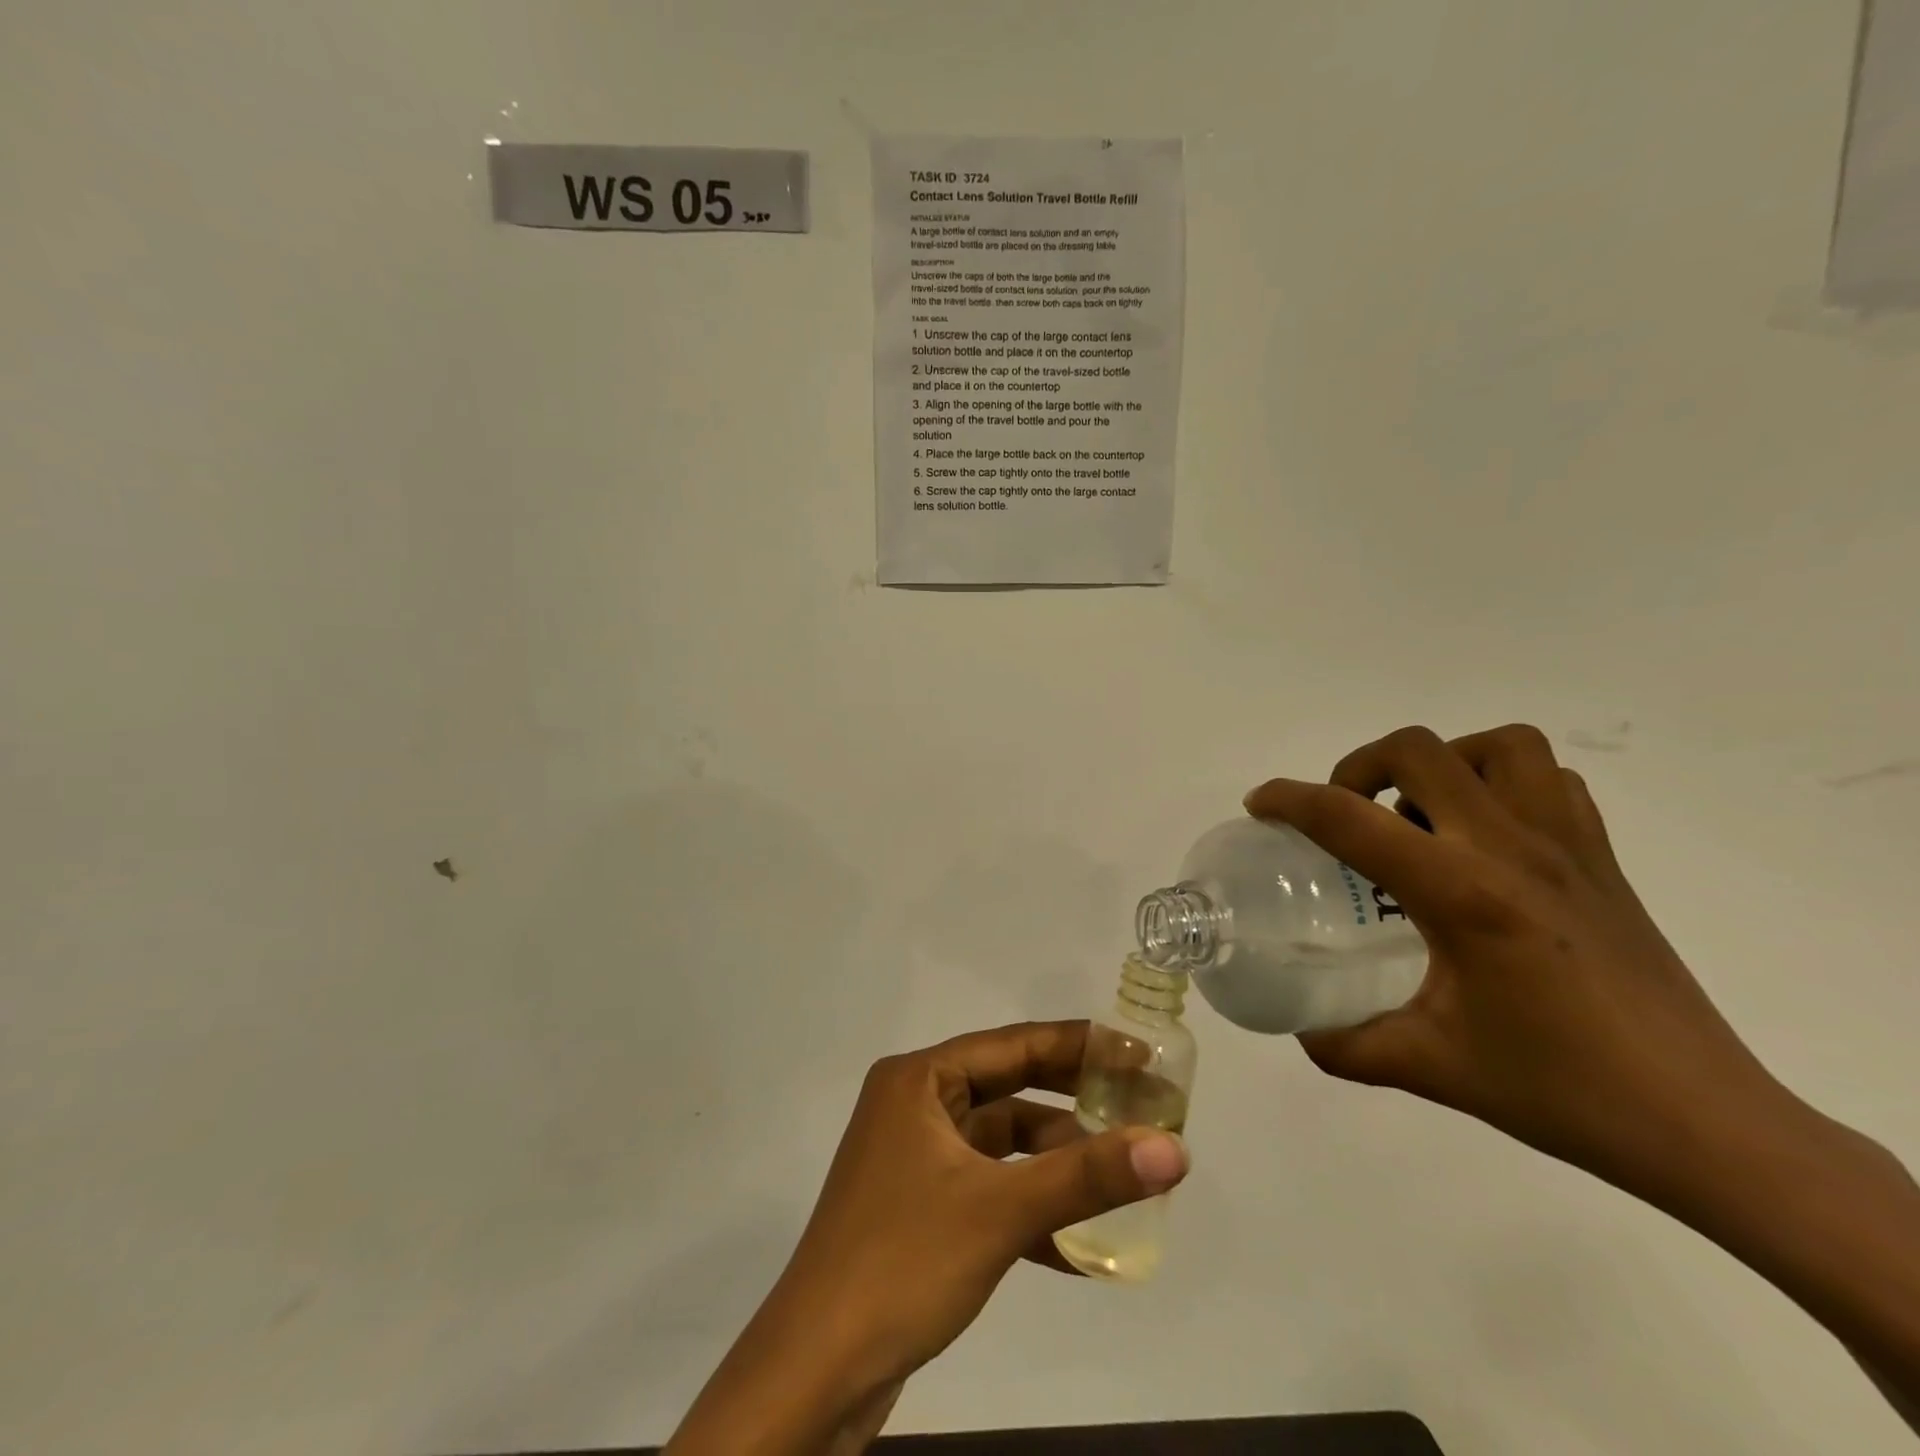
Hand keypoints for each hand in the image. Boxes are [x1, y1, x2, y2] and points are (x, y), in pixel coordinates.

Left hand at [667, 1021, 1186, 1455]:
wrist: (816, 1371)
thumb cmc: (904, 1261)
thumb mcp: (1001, 1211)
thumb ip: (1088, 1177)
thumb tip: (1174, 1149)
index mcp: (920, 1080)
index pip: (1012, 1045)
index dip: (1077, 1046)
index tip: (1136, 1051)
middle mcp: (915, 1105)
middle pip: (1009, 1089)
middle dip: (1072, 1102)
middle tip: (1140, 1104)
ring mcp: (915, 1157)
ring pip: (1001, 1144)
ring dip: (1055, 1164)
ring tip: (1119, 1176)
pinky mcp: (920, 1206)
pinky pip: (987, 1188)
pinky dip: (1028, 1208)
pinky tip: (1077, 1250)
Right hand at [1243, 723, 1782, 1197]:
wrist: (1705, 1125)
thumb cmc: (1561, 1090)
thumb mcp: (1430, 1067)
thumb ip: (1346, 1043)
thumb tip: (1300, 1028)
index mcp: (1461, 893)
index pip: (1349, 819)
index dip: (1288, 800)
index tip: (1258, 804)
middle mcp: (1513, 849)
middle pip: (1419, 750)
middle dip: (1360, 766)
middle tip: (1345, 814)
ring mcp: (1568, 848)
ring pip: (1500, 747)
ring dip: (1443, 762)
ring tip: (1418, 814)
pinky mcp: (1603, 862)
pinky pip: (1551, 781)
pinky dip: (1504, 783)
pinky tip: (1483, 838)